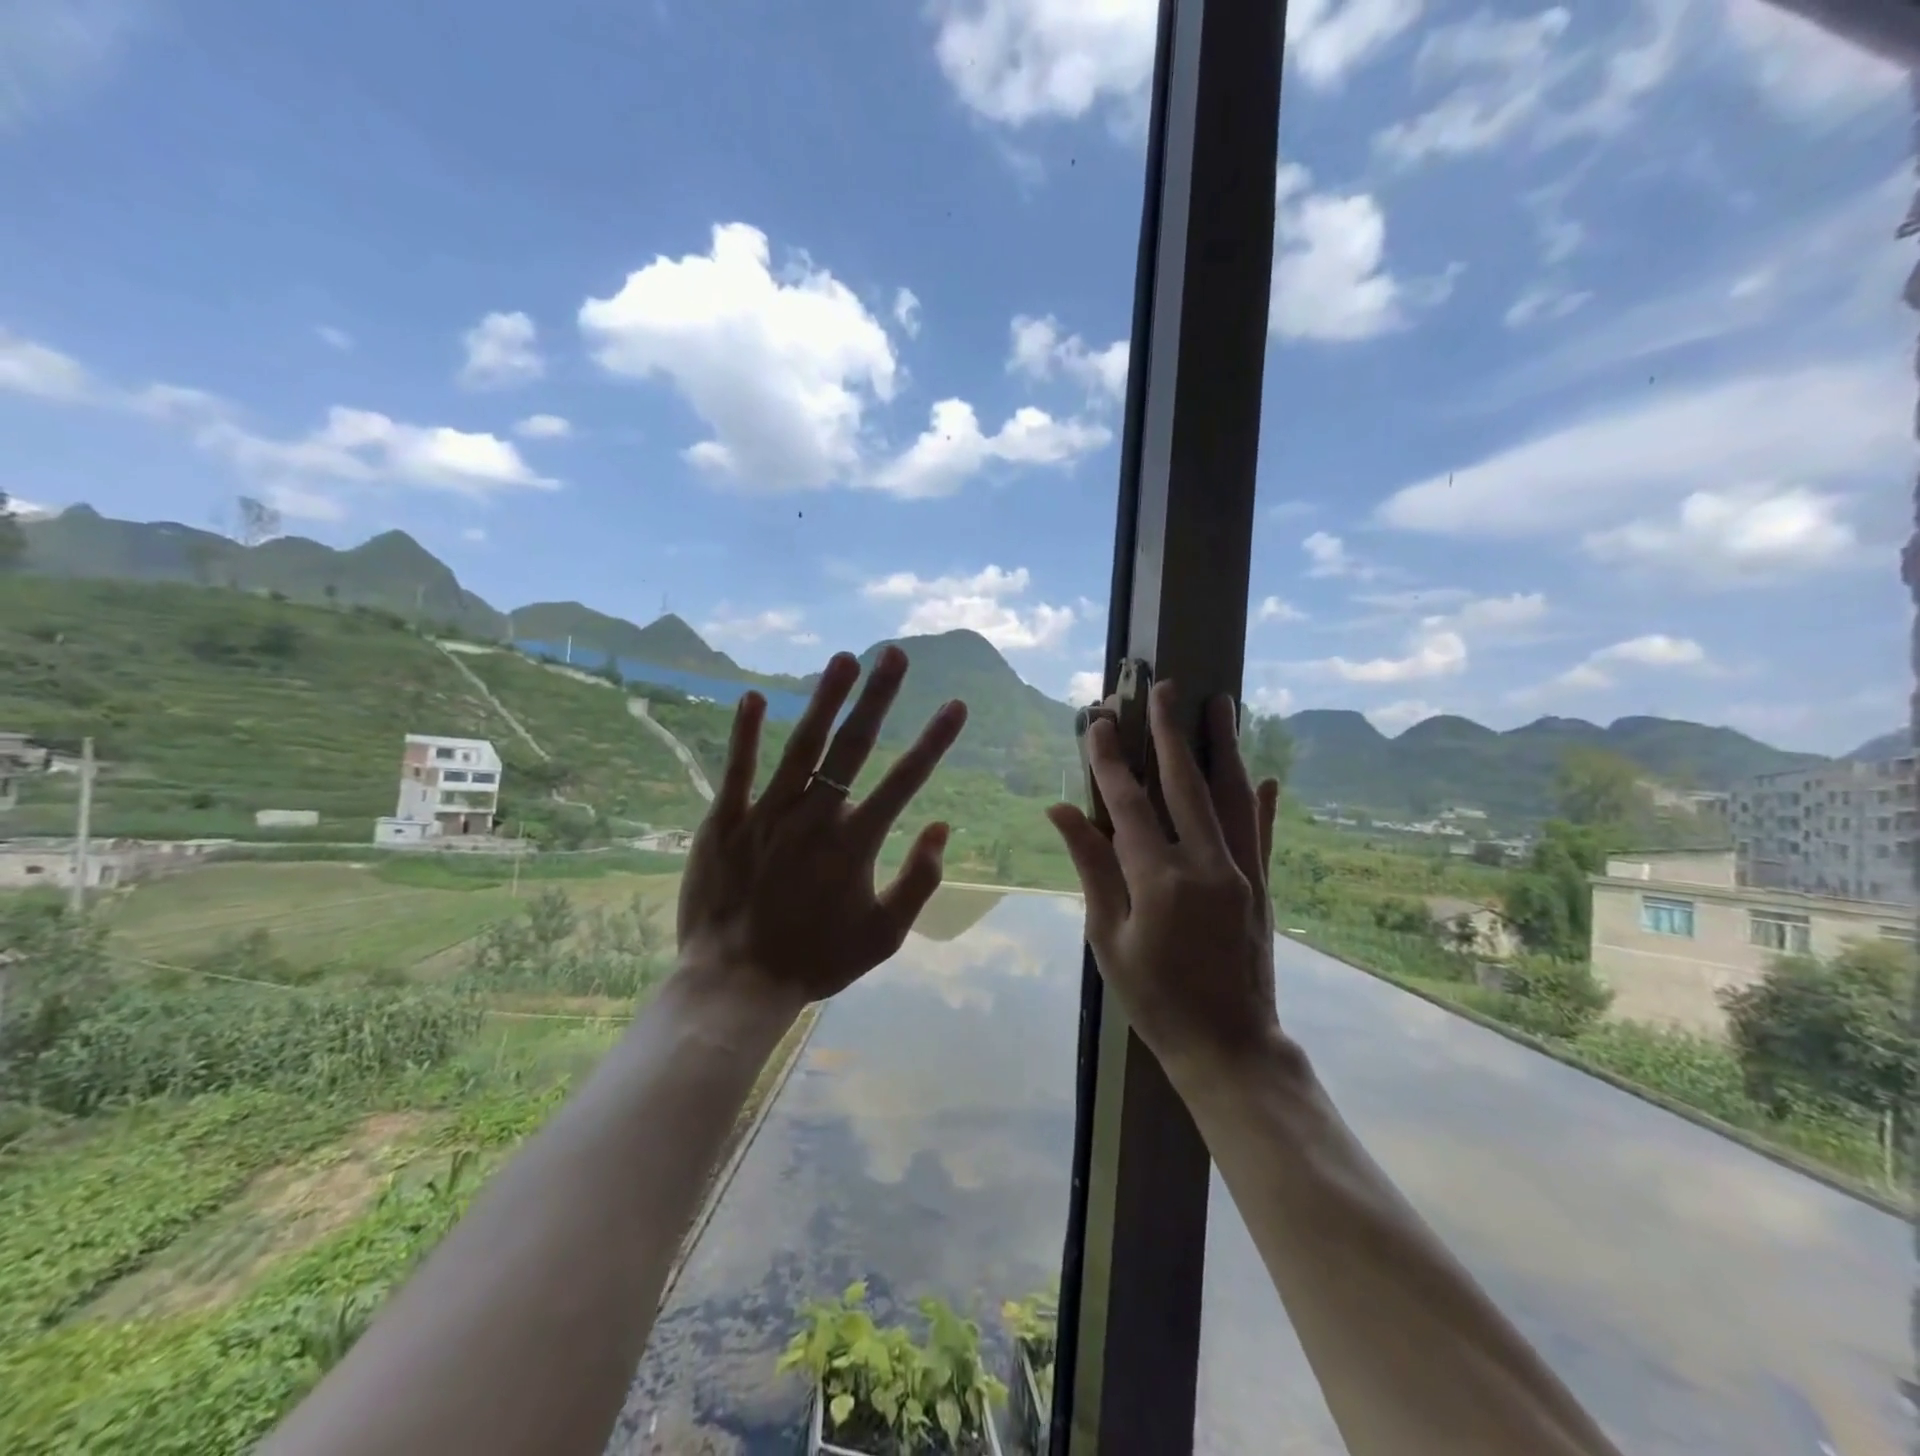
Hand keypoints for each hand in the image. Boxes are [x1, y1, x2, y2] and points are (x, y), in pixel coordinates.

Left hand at [674, 646, 967, 1009]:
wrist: (735, 984)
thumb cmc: (816, 960)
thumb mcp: (884, 935)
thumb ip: (920, 881)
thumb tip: (942, 827)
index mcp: (856, 844)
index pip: (905, 780)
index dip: (933, 740)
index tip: (955, 704)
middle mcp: (815, 817)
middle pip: (853, 747)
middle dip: (878, 698)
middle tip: (895, 655)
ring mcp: (767, 815)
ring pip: (801, 746)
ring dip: (824, 699)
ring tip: (844, 659)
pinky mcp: (725, 821)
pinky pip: (738, 769)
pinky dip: (746, 732)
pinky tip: (755, 696)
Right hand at [1045, 684, 1282, 1079]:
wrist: (1230, 1047)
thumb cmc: (1154, 999)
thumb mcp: (1108, 937)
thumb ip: (1091, 867)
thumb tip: (1061, 811)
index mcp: (1160, 880)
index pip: (1129, 804)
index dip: (1111, 760)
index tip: (1099, 721)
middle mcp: (1207, 865)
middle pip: (1187, 784)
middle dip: (1172, 731)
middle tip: (1165, 687)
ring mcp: (1243, 873)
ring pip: (1232, 796)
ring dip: (1223, 747)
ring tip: (1222, 704)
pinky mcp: (1264, 887)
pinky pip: (1263, 833)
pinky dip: (1263, 801)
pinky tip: (1265, 774)